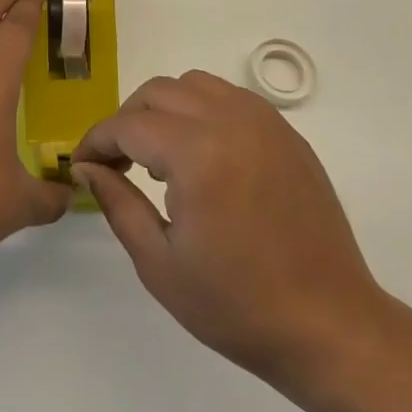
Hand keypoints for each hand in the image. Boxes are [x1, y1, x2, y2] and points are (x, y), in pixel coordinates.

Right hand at [73, 71, 394, 399]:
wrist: (330, 327)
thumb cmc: (237, 306)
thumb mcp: (159, 263)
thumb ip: (116, 203)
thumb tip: (85, 168)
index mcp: (198, 155)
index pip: (128, 125)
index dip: (96, 142)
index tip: (81, 165)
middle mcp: (231, 122)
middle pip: (158, 92)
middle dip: (127, 121)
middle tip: (117, 163)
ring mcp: (265, 124)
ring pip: (194, 85)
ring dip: (164, 109)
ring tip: (160, 157)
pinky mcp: (288, 135)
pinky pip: (231, 99)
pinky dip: (202, 111)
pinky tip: (202, 156)